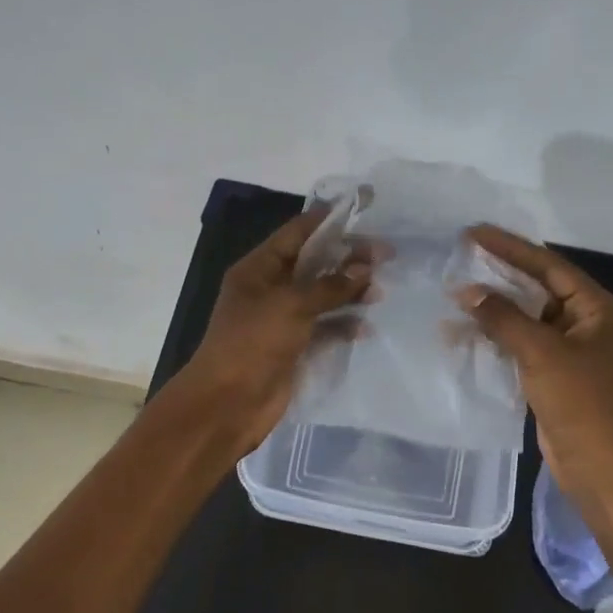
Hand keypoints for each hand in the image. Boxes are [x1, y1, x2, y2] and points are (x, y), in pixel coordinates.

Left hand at [177, 207, 372, 454]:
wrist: (227, 404)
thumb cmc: (253, 343)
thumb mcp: (291, 306)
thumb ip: (330, 286)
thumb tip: (365, 268)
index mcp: (259, 269)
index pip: (296, 233)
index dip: (328, 220)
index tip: (361, 208)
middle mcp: (270, 289)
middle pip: (314, 264)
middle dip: (347, 258)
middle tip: (385, 255)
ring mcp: (282, 320)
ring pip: (322, 297)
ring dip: (349, 293)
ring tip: (380, 292)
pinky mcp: (293, 348)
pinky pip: (323, 329)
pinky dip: (343, 326)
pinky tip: (366, 327)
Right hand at [453, 225, 612, 512]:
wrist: (598, 465)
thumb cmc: (578, 401)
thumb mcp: (540, 352)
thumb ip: (502, 317)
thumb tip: (466, 291)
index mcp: (597, 307)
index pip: (549, 266)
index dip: (510, 248)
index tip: (474, 232)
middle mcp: (587, 321)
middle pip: (537, 287)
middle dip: (499, 275)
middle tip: (462, 255)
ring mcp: (570, 347)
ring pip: (526, 316)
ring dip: (493, 308)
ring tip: (455, 293)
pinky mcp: (554, 370)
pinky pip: (521, 341)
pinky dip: (496, 335)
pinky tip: (464, 331)